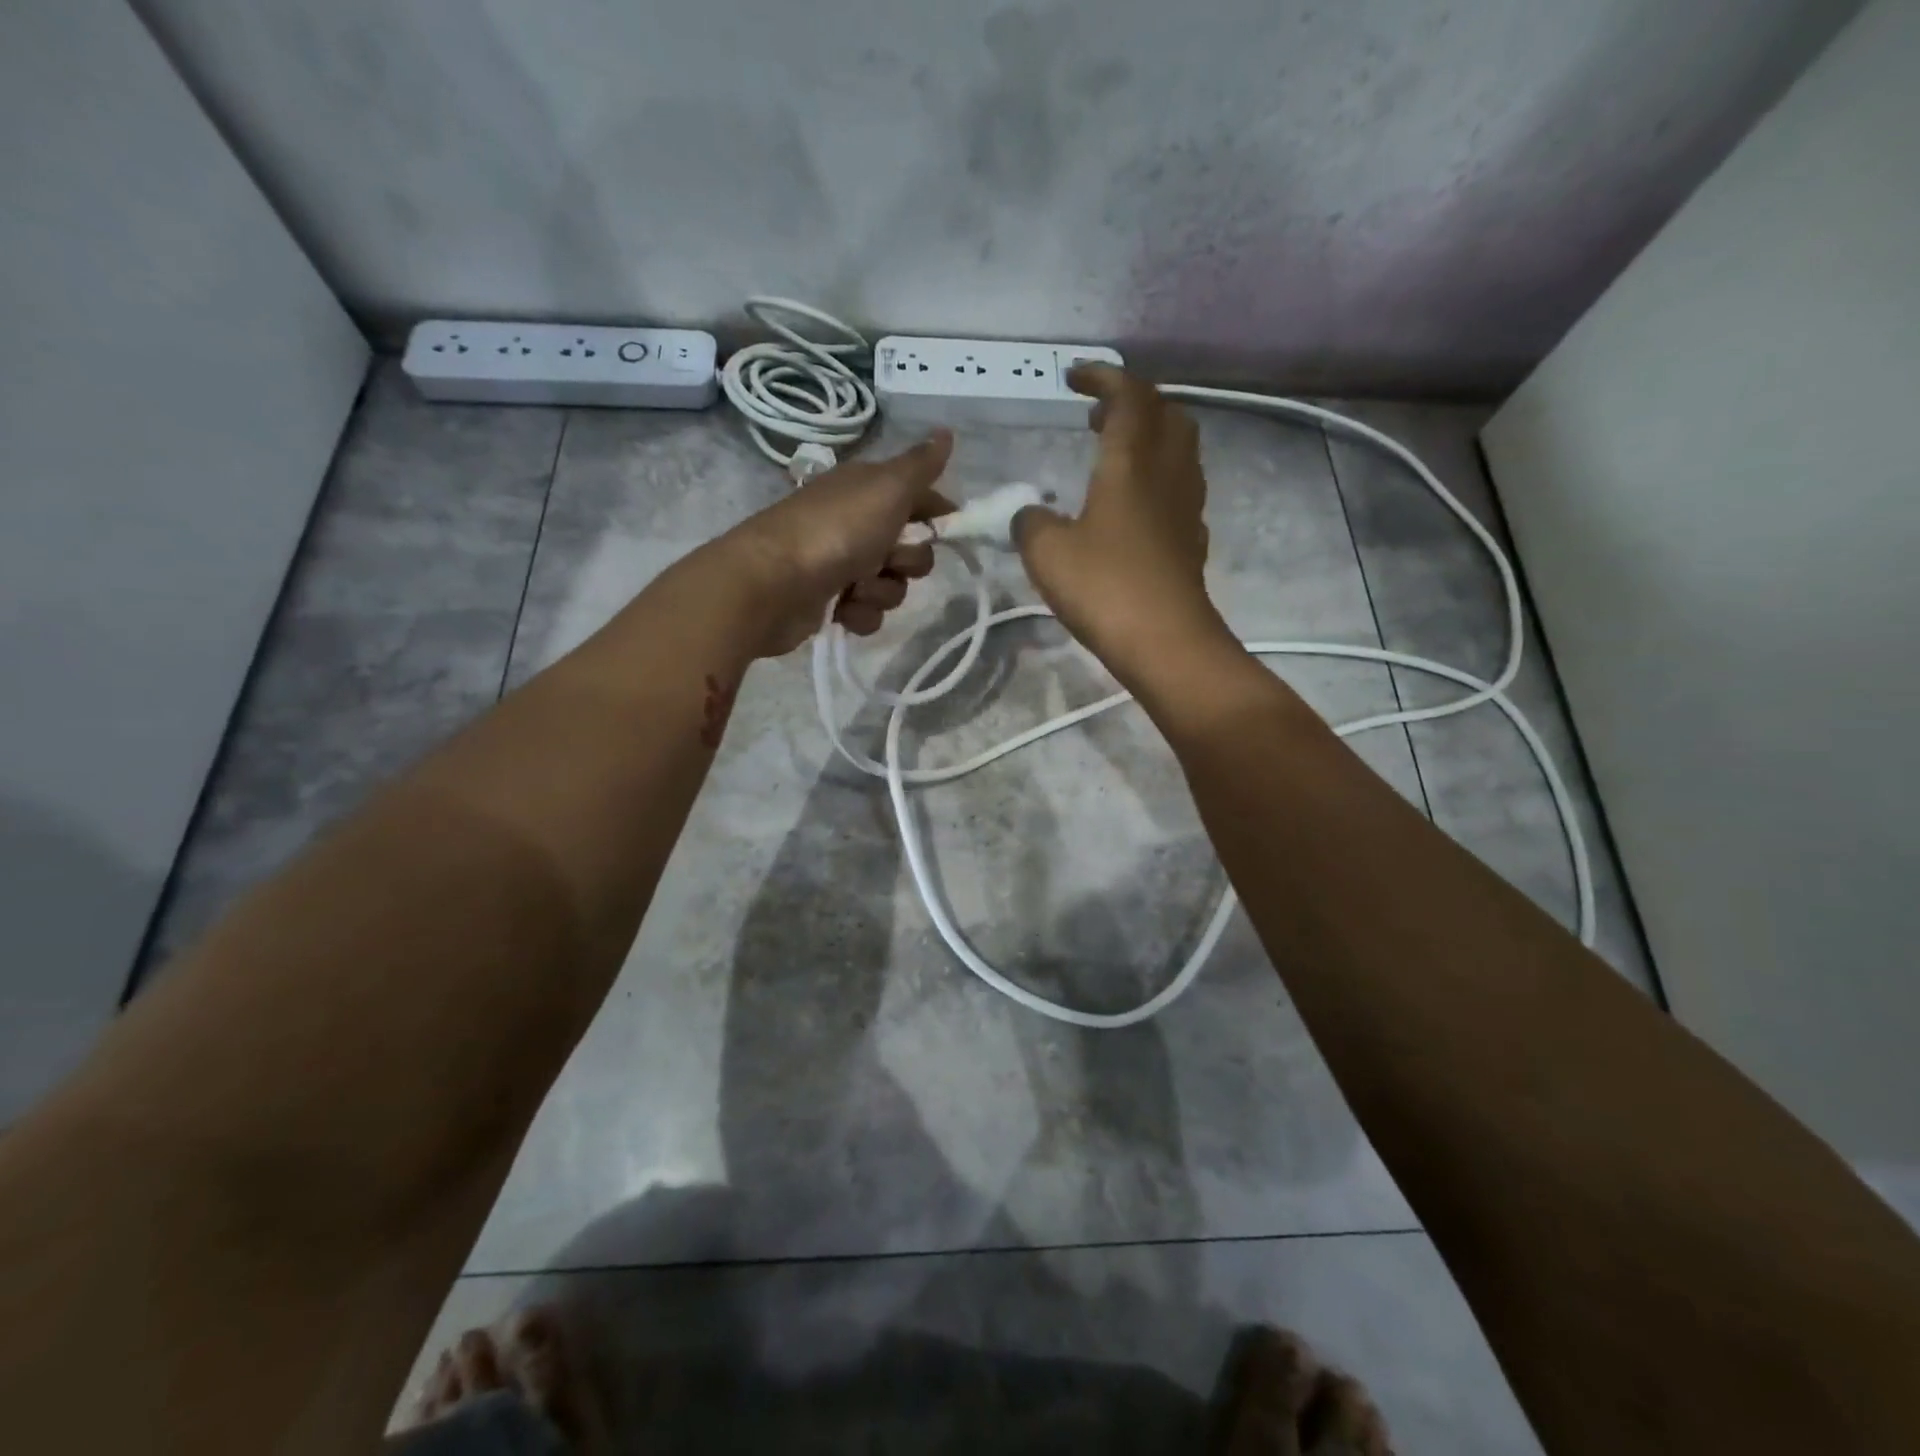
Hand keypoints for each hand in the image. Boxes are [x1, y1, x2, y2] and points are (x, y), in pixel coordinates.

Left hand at [724, 431, 954, 656]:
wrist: (772, 584)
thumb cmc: (835, 531)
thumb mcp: (887, 489)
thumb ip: (921, 466)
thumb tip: (946, 432)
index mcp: (867, 491)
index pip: (919, 498)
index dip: (937, 515)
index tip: (949, 529)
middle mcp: (855, 524)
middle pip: (911, 550)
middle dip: (908, 562)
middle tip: (888, 560)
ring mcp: (841, 565)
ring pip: (891, 586)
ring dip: (881, 591)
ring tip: (855, 588)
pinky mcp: (830, 602)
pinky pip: (868, 613)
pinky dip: (859, 614)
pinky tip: (841, 609)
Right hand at [1013, 365, 1226, 679]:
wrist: (1166, 642)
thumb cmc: (1105, 587)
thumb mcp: (1047, 553)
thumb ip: (1030, 523)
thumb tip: (1029, 514)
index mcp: (1132, 462)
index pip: (1128, 396)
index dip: (1102, 377)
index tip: (1073, 376)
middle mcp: (1167, 473)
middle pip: (1165, 414)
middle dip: (1132, 403)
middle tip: (1096, 417)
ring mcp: (1186, 507)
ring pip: (1178, 450)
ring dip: (1148, 438)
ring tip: (1113, 455)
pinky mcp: (1191, 541)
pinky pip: (1179, 488)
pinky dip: (1156, 478)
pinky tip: (1132, 507)